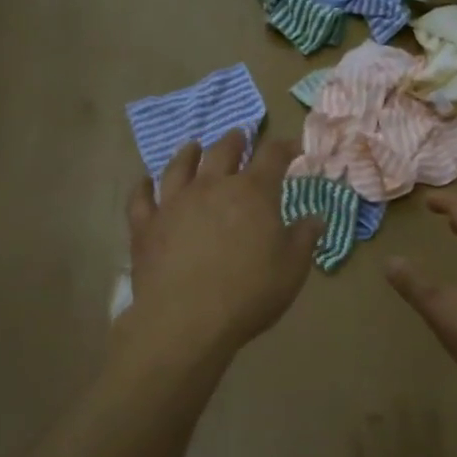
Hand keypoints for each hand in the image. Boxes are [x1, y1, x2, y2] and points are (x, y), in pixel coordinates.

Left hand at [119, 131, 321, 368]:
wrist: (186, 320)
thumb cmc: (249, 293)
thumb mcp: (292, 268)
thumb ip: (304, 238)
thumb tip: (315, 218)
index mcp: (253, 192)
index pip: (272, 156)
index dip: (284, 147)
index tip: (292, 147)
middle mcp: (212, 187)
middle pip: (223, 151)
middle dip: (236, 141)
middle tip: (240, 136)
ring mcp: (174, 203)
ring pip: (179, 166)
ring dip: (189, 152)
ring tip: (193, 146)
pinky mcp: (146, 225)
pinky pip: (141, 197)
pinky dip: (143, 186)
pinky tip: (145, 181)